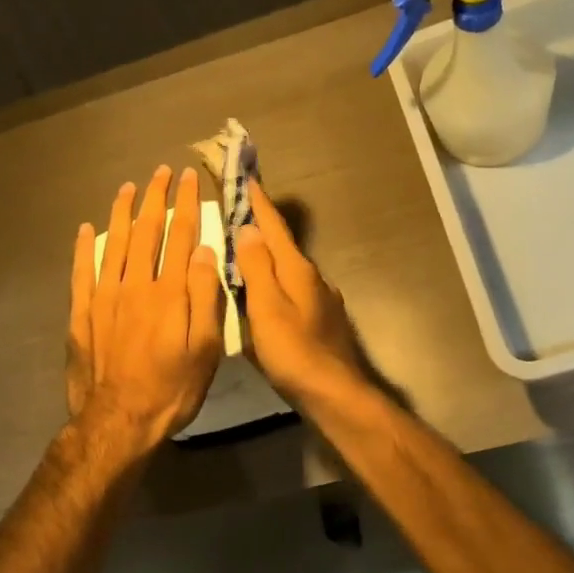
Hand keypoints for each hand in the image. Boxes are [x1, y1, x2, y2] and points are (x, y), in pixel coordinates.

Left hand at [67, 165, 224, 450]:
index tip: (188, 178)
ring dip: (121, 212)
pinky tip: (87, 229)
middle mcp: (136, 285)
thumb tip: (205, 251)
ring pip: (114, 243)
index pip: (180, 236)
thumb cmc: (172, 388)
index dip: (186, 204)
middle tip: (160, 172)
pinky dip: (84, 248)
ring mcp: (105, 297)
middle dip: (155, 198)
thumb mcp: (204, 348)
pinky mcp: (82, 313)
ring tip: (127, 187)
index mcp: (169, 292)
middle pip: (146, 231)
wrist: (118, 421)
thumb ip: (205, 297)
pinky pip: (81, 271)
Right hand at [236, 180, 370, 409]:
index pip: (274, 227)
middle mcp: (313, 278)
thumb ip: (257, 267)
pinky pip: (293, 291)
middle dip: (261, 229)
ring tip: (245, 252)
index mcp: (297, 270)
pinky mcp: (322, 321)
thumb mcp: (267, 308)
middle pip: (283, 246)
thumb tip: (248, 228)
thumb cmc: (294, 352)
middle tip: (238, 214)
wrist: (336, 394)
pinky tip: (266, 296)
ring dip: (268, 256)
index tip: (247, 178)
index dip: (258, 204)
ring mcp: (321, 300)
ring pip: (288, 269)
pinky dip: (275, 283)